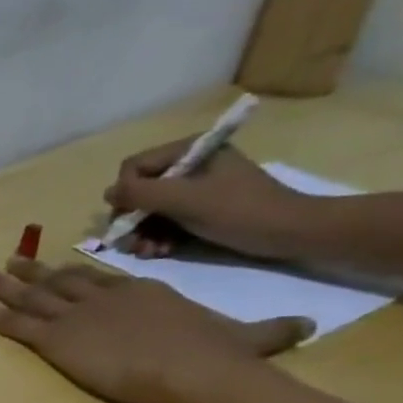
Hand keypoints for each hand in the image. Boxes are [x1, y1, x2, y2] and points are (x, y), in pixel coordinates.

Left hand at [0, 257, 312, 402]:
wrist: (191, 369)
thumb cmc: (218, 356)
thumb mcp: (249, 338)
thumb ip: (270, 331)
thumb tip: (307, 326)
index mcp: (142, 293)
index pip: (101, 280)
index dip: (77, 274)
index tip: (61, 269)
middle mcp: (101, 297)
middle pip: (59, 281)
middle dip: (33, 272)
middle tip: (10, 262)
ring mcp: (72, 315)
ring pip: (28, 295)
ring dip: (2, 284)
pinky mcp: (51, 337)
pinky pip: (7, 322)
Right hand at [107, 140, 312, 258]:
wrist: (294, 233)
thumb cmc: (241, 211)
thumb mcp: (186, 199)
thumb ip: (141, 193)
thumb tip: (108, 193)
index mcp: (190, 150)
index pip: (134, 167)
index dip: (126, 194)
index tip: (129, 220)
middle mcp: (189, 165)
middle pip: (139, 191)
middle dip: (133, 220)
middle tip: (133, 244)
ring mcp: (195, 188)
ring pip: (148, 209)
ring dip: (142, 233)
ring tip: (148, 252)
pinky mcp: (201, 209)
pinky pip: (164, 220)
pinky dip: (157, 237)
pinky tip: (160, 252)